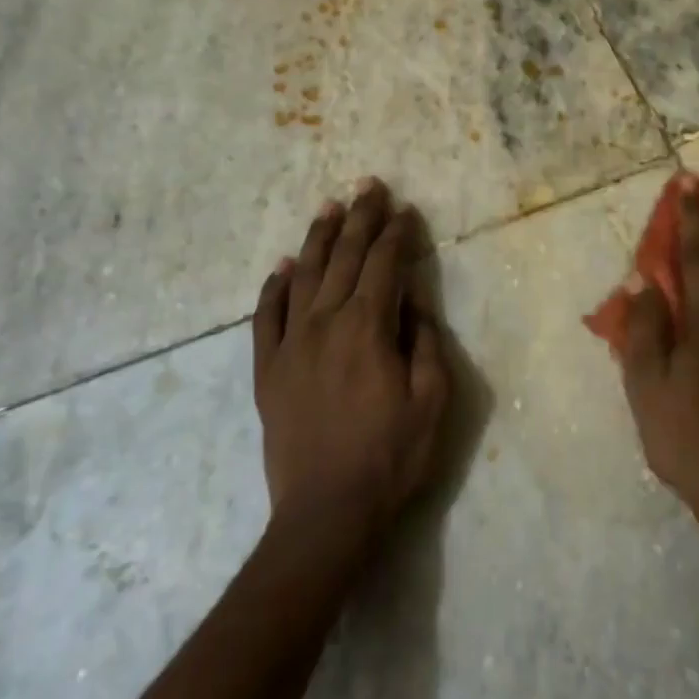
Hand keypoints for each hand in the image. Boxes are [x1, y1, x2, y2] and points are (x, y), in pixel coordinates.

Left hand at [252, 179, 450, 543]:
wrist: (326, 513)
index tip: (406, 210)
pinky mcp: (268, 369)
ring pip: (303, 276)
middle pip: (344, 258)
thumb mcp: (432, 399)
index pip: (384, 264)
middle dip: (360, 218)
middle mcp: (325, 323)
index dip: (397, 233)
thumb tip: (414, 294)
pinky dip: (273, 287)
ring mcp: (290, 344)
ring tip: (330, 208)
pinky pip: (266, 316)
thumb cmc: (391, 456)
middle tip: (369, 186)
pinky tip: (282, 267)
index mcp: (367, 327)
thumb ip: (423, 339)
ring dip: (318, 238)